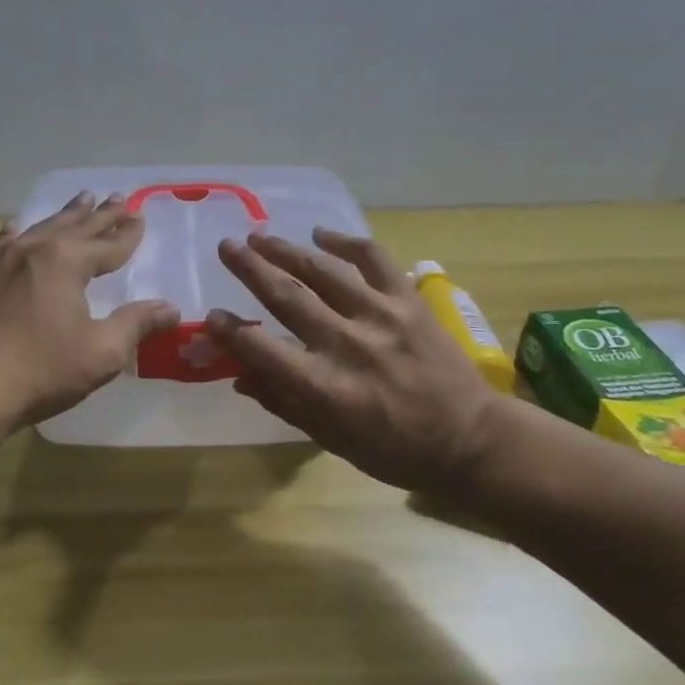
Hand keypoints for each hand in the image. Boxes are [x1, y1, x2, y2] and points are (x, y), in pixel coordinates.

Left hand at [0, 192, 180, 428]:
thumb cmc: (38, 371)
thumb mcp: (100, 353)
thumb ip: (136, 325)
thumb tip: (170, 308)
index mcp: (66, 262)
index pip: (107, 245)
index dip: (127, 234)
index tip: (141, 216)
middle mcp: (31, 250)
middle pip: (75, 226)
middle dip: (100, 214)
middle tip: (117, 197)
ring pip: (38, 228)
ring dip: (63, 216)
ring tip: (80, 200)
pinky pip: (3, 245)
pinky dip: (19, 234)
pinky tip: (15, 230)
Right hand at [207, 229, 502, 493]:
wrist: (472, 440)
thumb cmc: (396, 450)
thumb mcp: (333, 440)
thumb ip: (284, 403)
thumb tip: (239, 375)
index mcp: (326, 388)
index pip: (263, 349)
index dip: (231, 331)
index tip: (212, 316)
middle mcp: (348, 345)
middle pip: (288, 296)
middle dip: (251, 269)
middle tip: (226, 247)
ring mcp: (382, 316)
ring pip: (324, 270)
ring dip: (287, 249)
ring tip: (260, 235)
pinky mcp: (410, 301)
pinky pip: (374, 260)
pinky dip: (347, 241)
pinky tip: (323, 233)